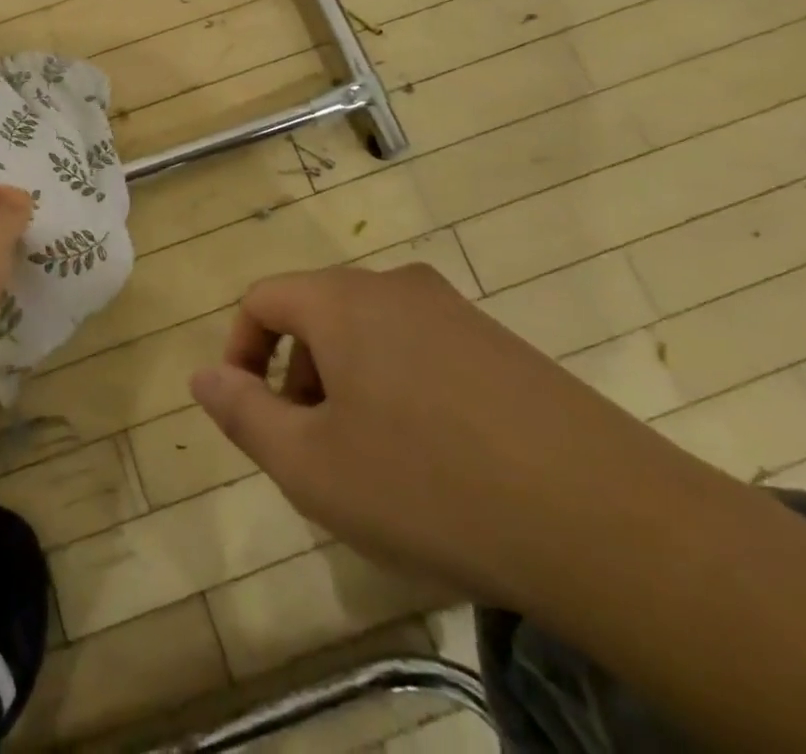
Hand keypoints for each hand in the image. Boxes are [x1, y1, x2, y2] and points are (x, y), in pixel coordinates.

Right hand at [189, 263, 705, 611]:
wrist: (603, 518)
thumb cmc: (428, 485)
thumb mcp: (312, 465)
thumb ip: (243, 413)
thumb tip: (202, 375)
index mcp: (342, 300)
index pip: (263, 299)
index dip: (241, 352)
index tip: (250, 411)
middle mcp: (394, 286)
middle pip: (317, 314)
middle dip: (297, 375)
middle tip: (312, 448)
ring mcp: (454, 311)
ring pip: (370, 333)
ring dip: (348, 384)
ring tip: (373, 461)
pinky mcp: (500, 344)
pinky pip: (421, 350)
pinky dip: (400, 389)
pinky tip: (435, 459)